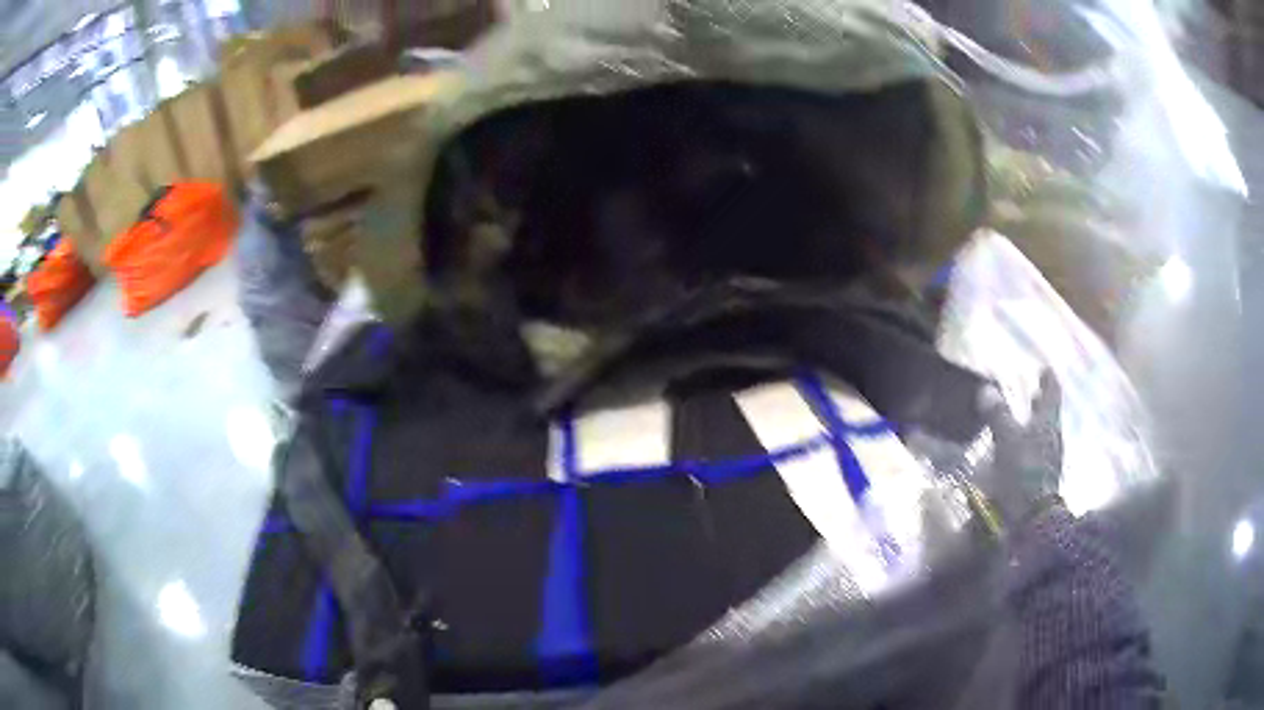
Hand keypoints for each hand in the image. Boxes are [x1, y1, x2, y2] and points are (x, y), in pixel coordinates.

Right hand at [978, 371, 1063, 526]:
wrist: (1032, 520)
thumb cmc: (1023, 473)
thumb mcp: (1007, 440)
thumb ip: (998, 415)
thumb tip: (986, 388)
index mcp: (1048, 423)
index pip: (1051, 394)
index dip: (1048, 380)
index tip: (1045, 368)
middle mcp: (1052, 438)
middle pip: (1048, 415)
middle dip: (1040, 403)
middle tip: (1035, 391)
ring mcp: (1048, 461)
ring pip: (1042, 435)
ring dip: (1033, 426)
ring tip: (1024, 420)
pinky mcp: (1040, 480)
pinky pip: (1035, 455)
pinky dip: (1028, 447)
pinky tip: (1017, 452)